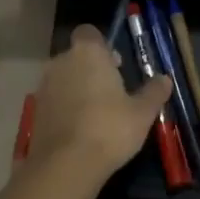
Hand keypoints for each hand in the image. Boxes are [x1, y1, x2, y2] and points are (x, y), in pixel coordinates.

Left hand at [26, 25, 171, 193]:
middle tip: (111, 91)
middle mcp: (61, 61)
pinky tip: (79, 130)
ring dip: (76, 88)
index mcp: (88, 53)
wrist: (65, 166)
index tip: (115, 64)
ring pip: (63, 78)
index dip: (101, 46)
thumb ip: (153, 92)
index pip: (89, 32)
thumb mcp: (142, 113)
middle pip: (76, 56)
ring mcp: (44, 86)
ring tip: (95, 114)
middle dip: (90, 68)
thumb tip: (165, 79)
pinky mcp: (35, 111)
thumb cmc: (109, 129)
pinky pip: (54, 100)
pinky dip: (64, 108)